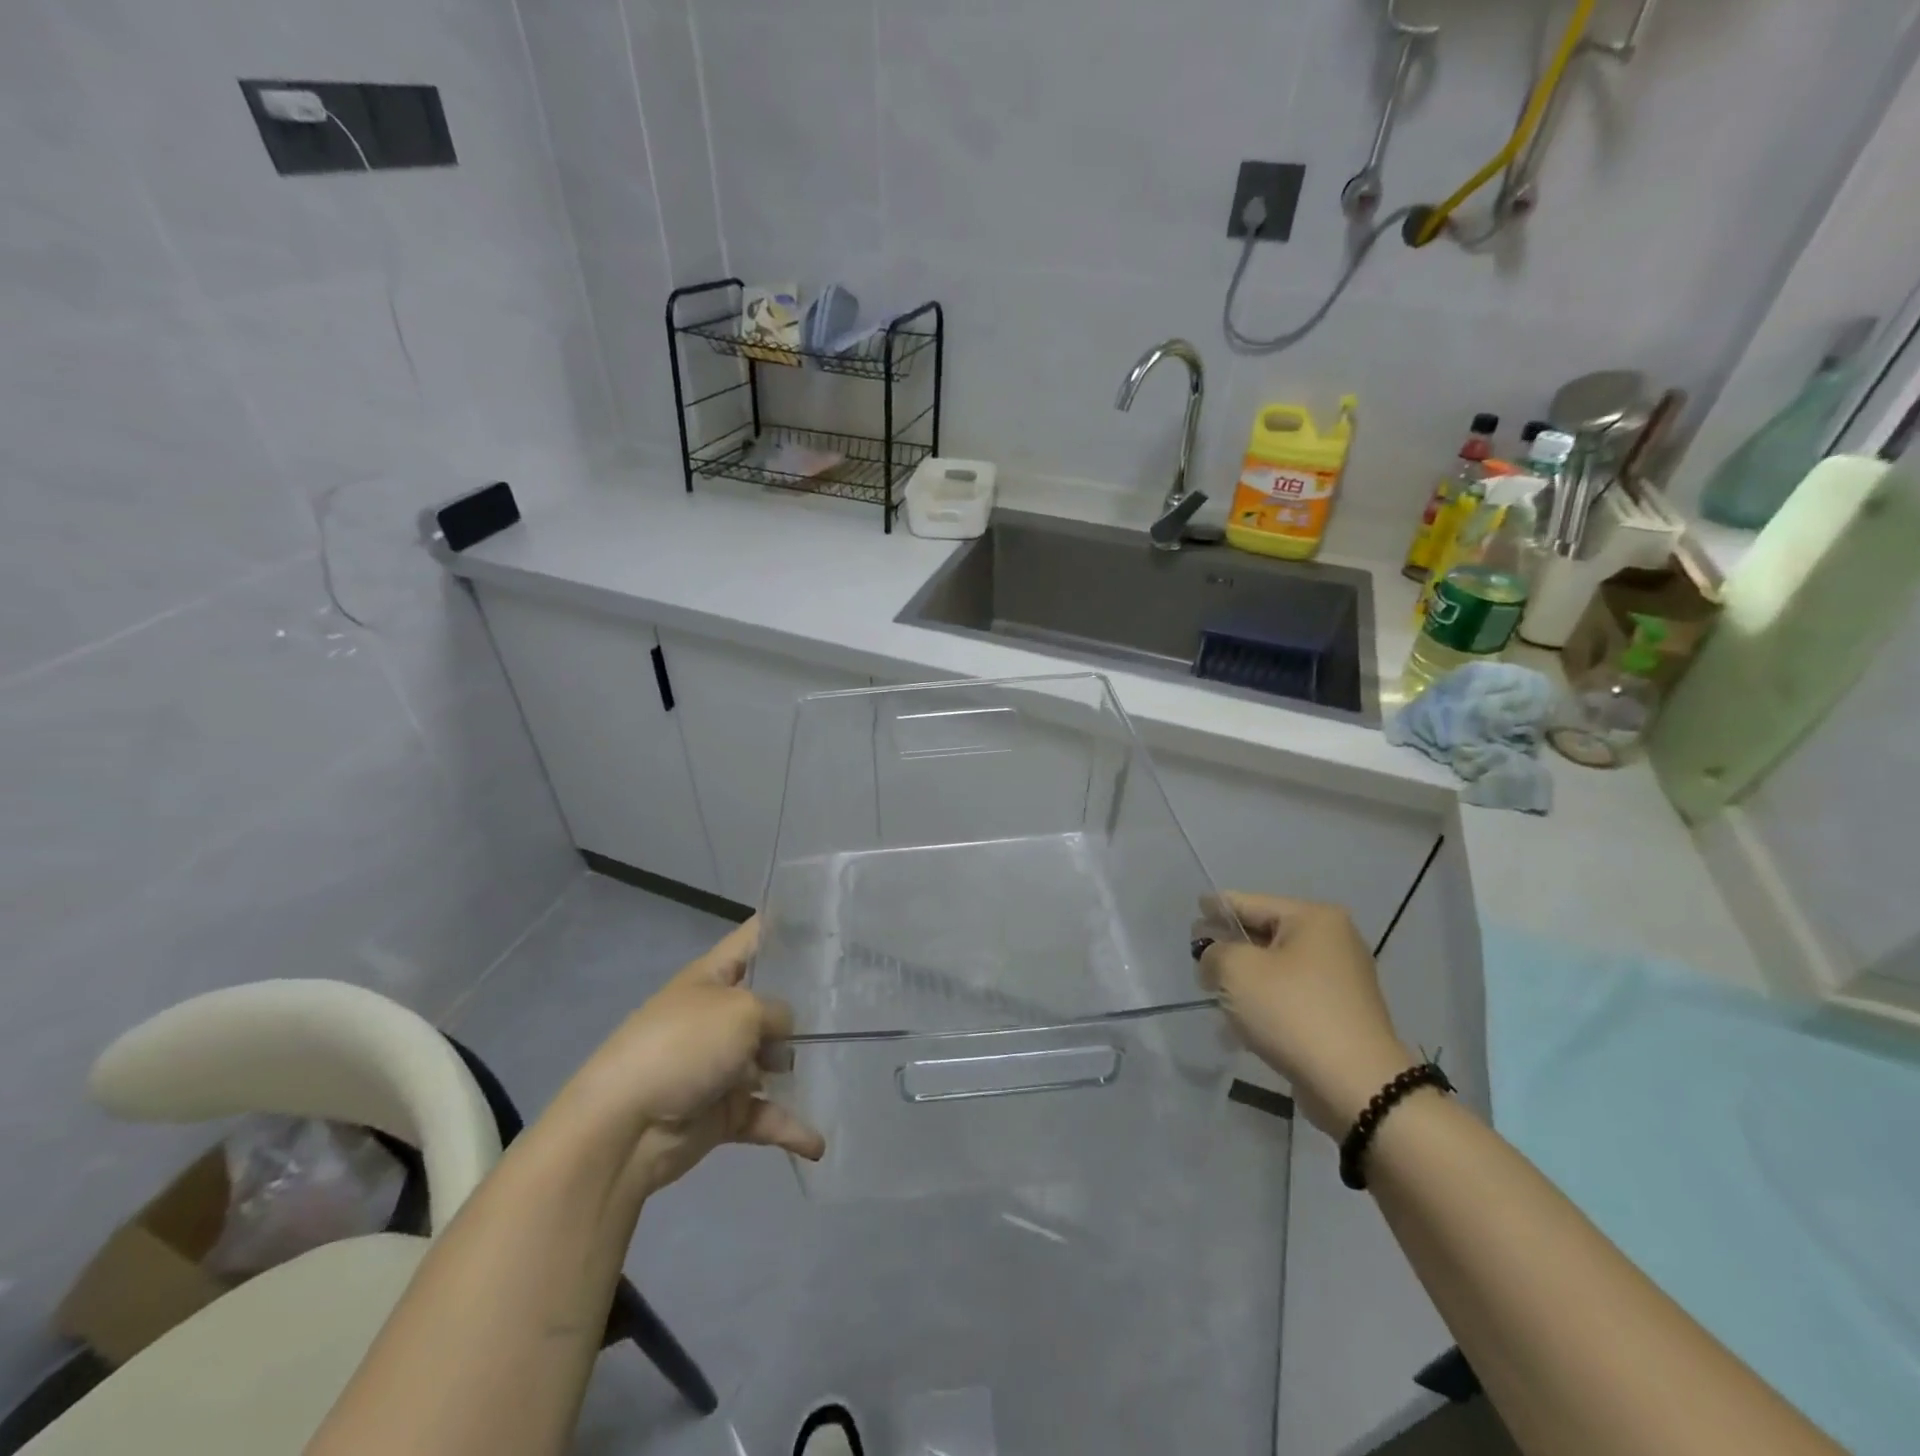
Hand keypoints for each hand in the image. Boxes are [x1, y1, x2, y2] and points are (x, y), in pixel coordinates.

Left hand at [559, 918, 824, 1198]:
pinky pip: (765, 1115)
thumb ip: (778, 1013)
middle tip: (854, 1002)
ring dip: (800, 1068)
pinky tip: (818, 1142)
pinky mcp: (724, 1111)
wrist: (624, 1127)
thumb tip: (785, 1038)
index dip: (787, 927)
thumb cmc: (683, 1046)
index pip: (753, 938)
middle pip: (770, 1002)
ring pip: (773, 1060)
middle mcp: (718, 1015)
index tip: (829, 925)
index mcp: (713, 977)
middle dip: (807, 1004)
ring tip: (843, 1065)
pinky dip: (789, 1127)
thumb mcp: (742, 1010)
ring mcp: (721, 1065)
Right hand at [1198, 892, 1416, 1136]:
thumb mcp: (1237, 970)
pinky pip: (1291, 997)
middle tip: (1198, 953)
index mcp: (1314, 919)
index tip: (1197, 907)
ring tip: (1213, 992)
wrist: (1356, 1085)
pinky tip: (1239, 1024)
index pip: (1252, 903)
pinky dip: (1265, 1003)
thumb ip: (1214, 952)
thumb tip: (1214, 958)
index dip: (1219, 906)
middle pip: (1266, 935)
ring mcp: (1341, 981)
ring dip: (1245, 980)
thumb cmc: (1293, 1012)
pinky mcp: (1340, 1015)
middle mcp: (1333, 942)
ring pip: (1277, 969)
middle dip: (1230, 946)